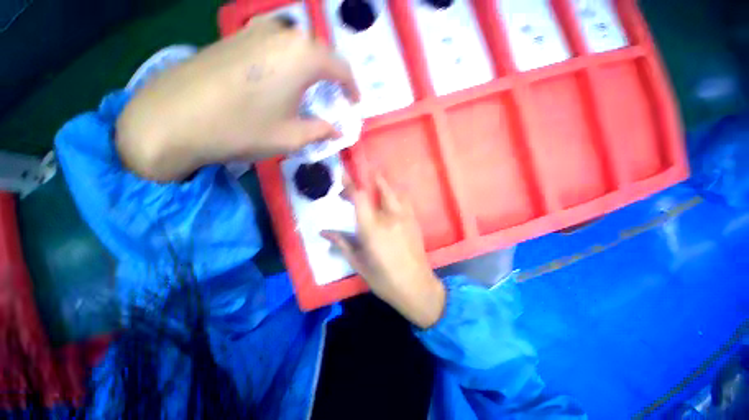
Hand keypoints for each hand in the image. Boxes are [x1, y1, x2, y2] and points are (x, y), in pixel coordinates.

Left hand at [116, 16, 359, 180]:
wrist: (174, 118)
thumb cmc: (242, 128)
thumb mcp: (291, 137)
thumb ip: (320, 131)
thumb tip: (337, 131)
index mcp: (302, 57)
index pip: (340, 68)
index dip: (351, 87)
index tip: (355, 102)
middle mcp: (282, 34)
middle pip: (319, 52)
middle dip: (331, 75)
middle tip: (334, 96)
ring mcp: (255, 30)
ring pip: (296, 44)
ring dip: (309, 65)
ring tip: (311, 86)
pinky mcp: (235, 36)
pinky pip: (273, 43)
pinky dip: (287, 59)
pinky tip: (281, 76)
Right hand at [322, 174, 445, 328]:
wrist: (416, 287)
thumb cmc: (383, 278)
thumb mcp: (358, 263)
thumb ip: (341, 243)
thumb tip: (323, 232)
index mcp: (372, 228)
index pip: (360, 196)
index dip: (350, 184)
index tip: (342, 176)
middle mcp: (389, 217)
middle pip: (380, 187)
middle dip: (368, 180)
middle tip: (358, 185)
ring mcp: (405, 217)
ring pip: (394, 191)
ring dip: (383, 186)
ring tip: (374, 189)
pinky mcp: (414, 221)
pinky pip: (404, 200)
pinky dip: (395, 195)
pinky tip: (390, 203)